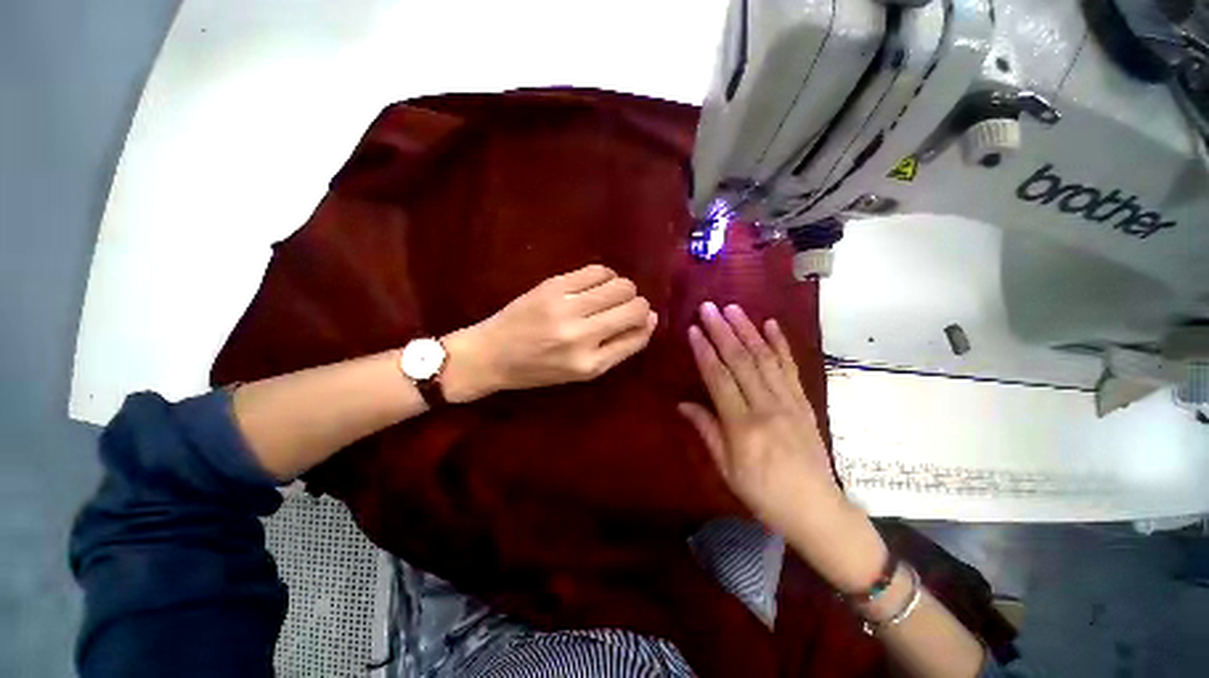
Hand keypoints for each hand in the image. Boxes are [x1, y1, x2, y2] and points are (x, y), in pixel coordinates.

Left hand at [442, 265, 656, 400]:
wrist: (492, 353)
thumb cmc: (539, 369)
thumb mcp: (582, 372)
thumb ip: (619, 348)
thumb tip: (650, 318)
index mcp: (589, 364)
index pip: (637, 336)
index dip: (646, 324)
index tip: (643, 321)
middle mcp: (581, 335)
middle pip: (634, 306)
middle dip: (639, 306)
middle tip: (625, 309)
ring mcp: (566, 307)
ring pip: (620, 286)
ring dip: (624, 290)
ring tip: (609, 297)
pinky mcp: (553, 285)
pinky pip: (598, 271)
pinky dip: (607, 276)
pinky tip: (597, 285)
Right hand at [678, 302, 841, 538]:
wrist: (816, 508)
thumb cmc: (763, 493)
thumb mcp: (727, 468)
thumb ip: (706, 430)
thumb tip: (683, 404)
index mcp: (742, 426)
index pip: (719, 379)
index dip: (704, 351)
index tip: (693, 329)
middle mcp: (766, 406)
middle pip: (741, 361)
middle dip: (723, 331)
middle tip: (709, 308)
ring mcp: (789, 401)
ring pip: (765, 358)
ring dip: (748, 330)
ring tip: (733, 308)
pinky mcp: (804, 401)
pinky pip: (790, 367)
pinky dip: (780, 344)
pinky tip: (771, 325)